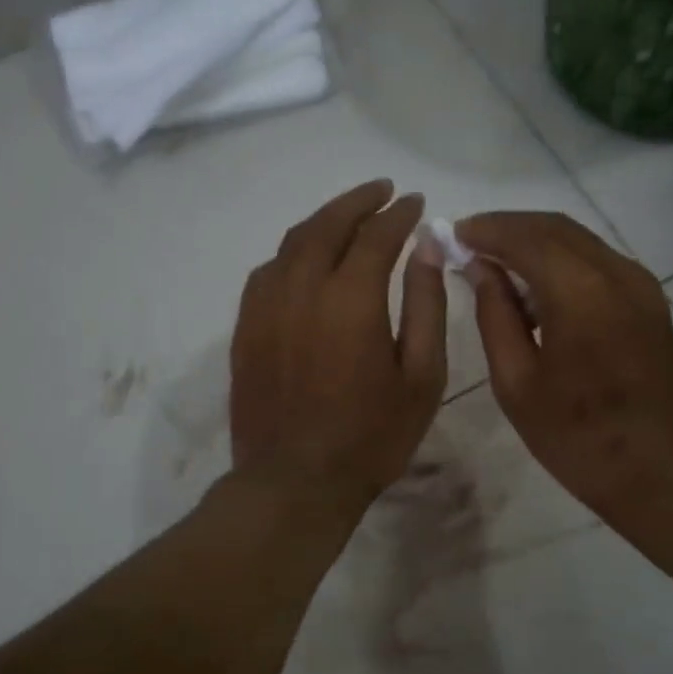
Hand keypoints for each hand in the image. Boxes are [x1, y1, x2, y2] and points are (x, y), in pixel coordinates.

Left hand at [231, 180, 446, 518]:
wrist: (295, 482)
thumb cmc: (371, 436)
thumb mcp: (421, 376)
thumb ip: (426, 305)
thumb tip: (426, 247)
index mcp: (351, 298)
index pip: (377, 235)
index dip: (399, 214)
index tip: (415, 202)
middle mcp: (302, 288)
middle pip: (328, 225)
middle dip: (358, 201)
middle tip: (382, 191)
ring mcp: (265, 307)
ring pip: (292, 243)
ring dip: (324, 221)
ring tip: (348, 218)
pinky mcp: (245, 328)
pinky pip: (268, 271)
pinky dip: (293, 252)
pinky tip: (306, 260)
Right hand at [456, 211, 672, 535]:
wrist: (668, 475)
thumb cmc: (580, 440)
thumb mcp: (518, 385)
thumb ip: (495, 317)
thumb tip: (480, 268)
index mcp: (580, 293)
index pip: (525, 237)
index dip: (486, 229)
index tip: (453, 233)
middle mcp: (617, 274)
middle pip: (555, 228)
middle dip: (509, 228)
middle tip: (470, 242)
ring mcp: (642, 286)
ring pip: (580, 241)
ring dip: (536, 242)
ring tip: (497, 264)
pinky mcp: (652, 303)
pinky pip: (599, 262)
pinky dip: (563, 261)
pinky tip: (538, 287)